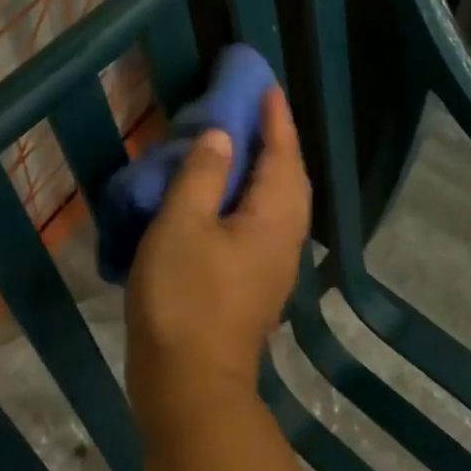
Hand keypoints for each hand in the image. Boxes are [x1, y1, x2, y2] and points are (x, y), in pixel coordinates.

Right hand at [125, 87, 311, 442]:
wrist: (187, 384)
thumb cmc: (183, 298)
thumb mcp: (182, 225)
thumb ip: (203, 174)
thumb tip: (223, 136)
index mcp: (273, 218)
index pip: (282, 154)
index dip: (275, 118)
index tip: (266, 85)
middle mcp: (283, 238)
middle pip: (288, 177)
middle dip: (275, 139)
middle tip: (251, 108)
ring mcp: (271, 265)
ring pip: (276, 202)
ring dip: (262, 167)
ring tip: (238, 142)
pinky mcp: (253, 283)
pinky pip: (260, 222)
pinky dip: (247, 195)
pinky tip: (222, 195)